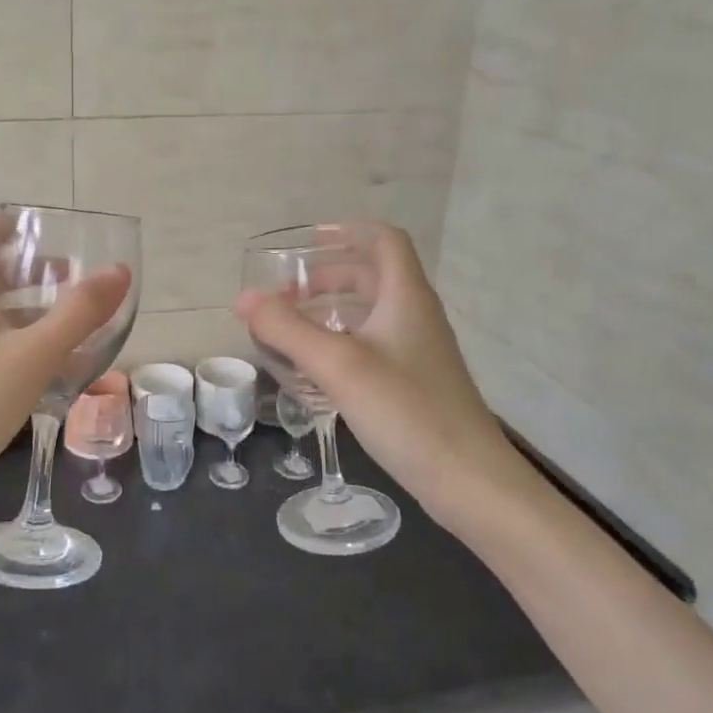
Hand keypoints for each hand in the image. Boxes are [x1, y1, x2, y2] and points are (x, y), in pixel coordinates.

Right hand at [233, 223, 512, 518]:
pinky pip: (373, 345)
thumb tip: (244, 298)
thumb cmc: (406, 411)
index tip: (305, 243)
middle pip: (371, 275)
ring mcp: (418, 352)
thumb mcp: (338, 365)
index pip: (383, 240)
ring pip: (370, 313)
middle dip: (326, 276)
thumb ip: (288, 329)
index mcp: (406, 297)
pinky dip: (341, 342)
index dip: (346, 232)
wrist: (469, 481)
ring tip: (292, 328)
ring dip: (331, 310)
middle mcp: (415, 316)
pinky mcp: (415, 383)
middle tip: (286, 295)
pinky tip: (318, 370)